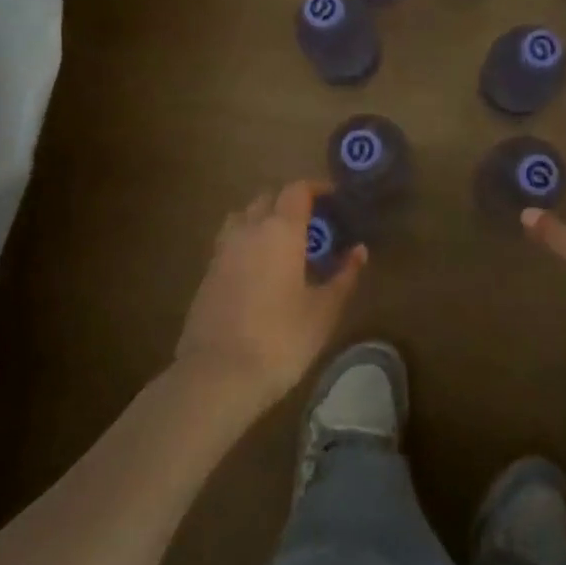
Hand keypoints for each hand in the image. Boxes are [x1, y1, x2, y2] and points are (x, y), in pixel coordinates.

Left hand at [176, 181, 366, 404]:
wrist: (217, 376)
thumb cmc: (281, 338)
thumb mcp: (324, 310)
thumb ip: (344, 276)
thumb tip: (358, 251)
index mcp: (280, 230)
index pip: (297, 190)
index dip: (317, 188)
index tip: (335, 199)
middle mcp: (248, 230)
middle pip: (268, 199)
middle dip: (290, 204)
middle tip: (314, 227)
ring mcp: (222, 251)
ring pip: (243, 218)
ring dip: (264, 221)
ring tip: (284, 246)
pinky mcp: (207, 275)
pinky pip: (230, 244)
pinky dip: (248, 244)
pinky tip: (262, 272)